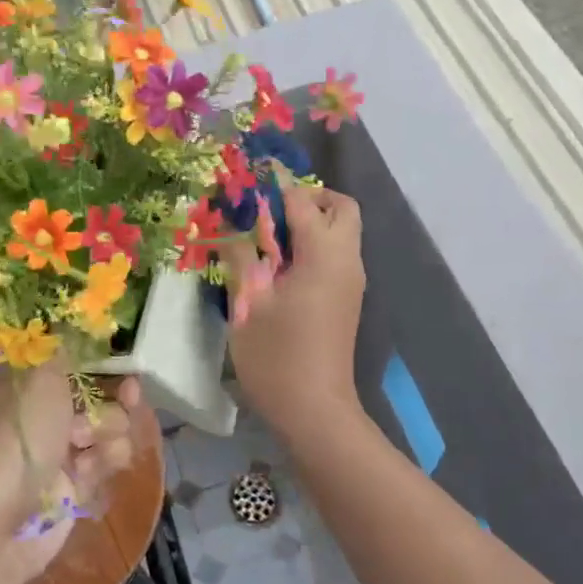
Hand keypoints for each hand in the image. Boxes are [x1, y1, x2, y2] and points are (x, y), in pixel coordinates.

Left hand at [0, 365, 140, 583]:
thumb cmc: (15, 439)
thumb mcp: (39, 378)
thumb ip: (63, 348)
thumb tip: (71, 321)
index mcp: (25, 381)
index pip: (70, 357)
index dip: (100, 355)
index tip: (123, 354)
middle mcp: (42, 411)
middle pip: (98, 391)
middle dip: (115, 394)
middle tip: (130, 392)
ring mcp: (58, 449)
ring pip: (108, 426)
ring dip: (107, 432)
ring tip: (85, 446)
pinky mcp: (74, 484)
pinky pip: (105, 460)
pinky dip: (101, 463)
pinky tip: (86, 472)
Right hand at [219, 185, 365, 443]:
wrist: (314, 411)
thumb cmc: (276, 357)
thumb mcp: (248, 304)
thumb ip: (241, 258)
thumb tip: (231, 229)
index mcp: (323, 256)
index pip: (304, 201)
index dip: (278, 183)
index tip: (253, 172)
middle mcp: (346, 261)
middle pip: (341, 208)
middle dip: (308, 198)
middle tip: (268, 210)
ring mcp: (351, 281)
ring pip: (342, 231)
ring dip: (311, 221)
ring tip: (267, 237)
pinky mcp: (347, 298)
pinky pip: (336, 254)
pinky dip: (314, 244)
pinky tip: (280, 265)